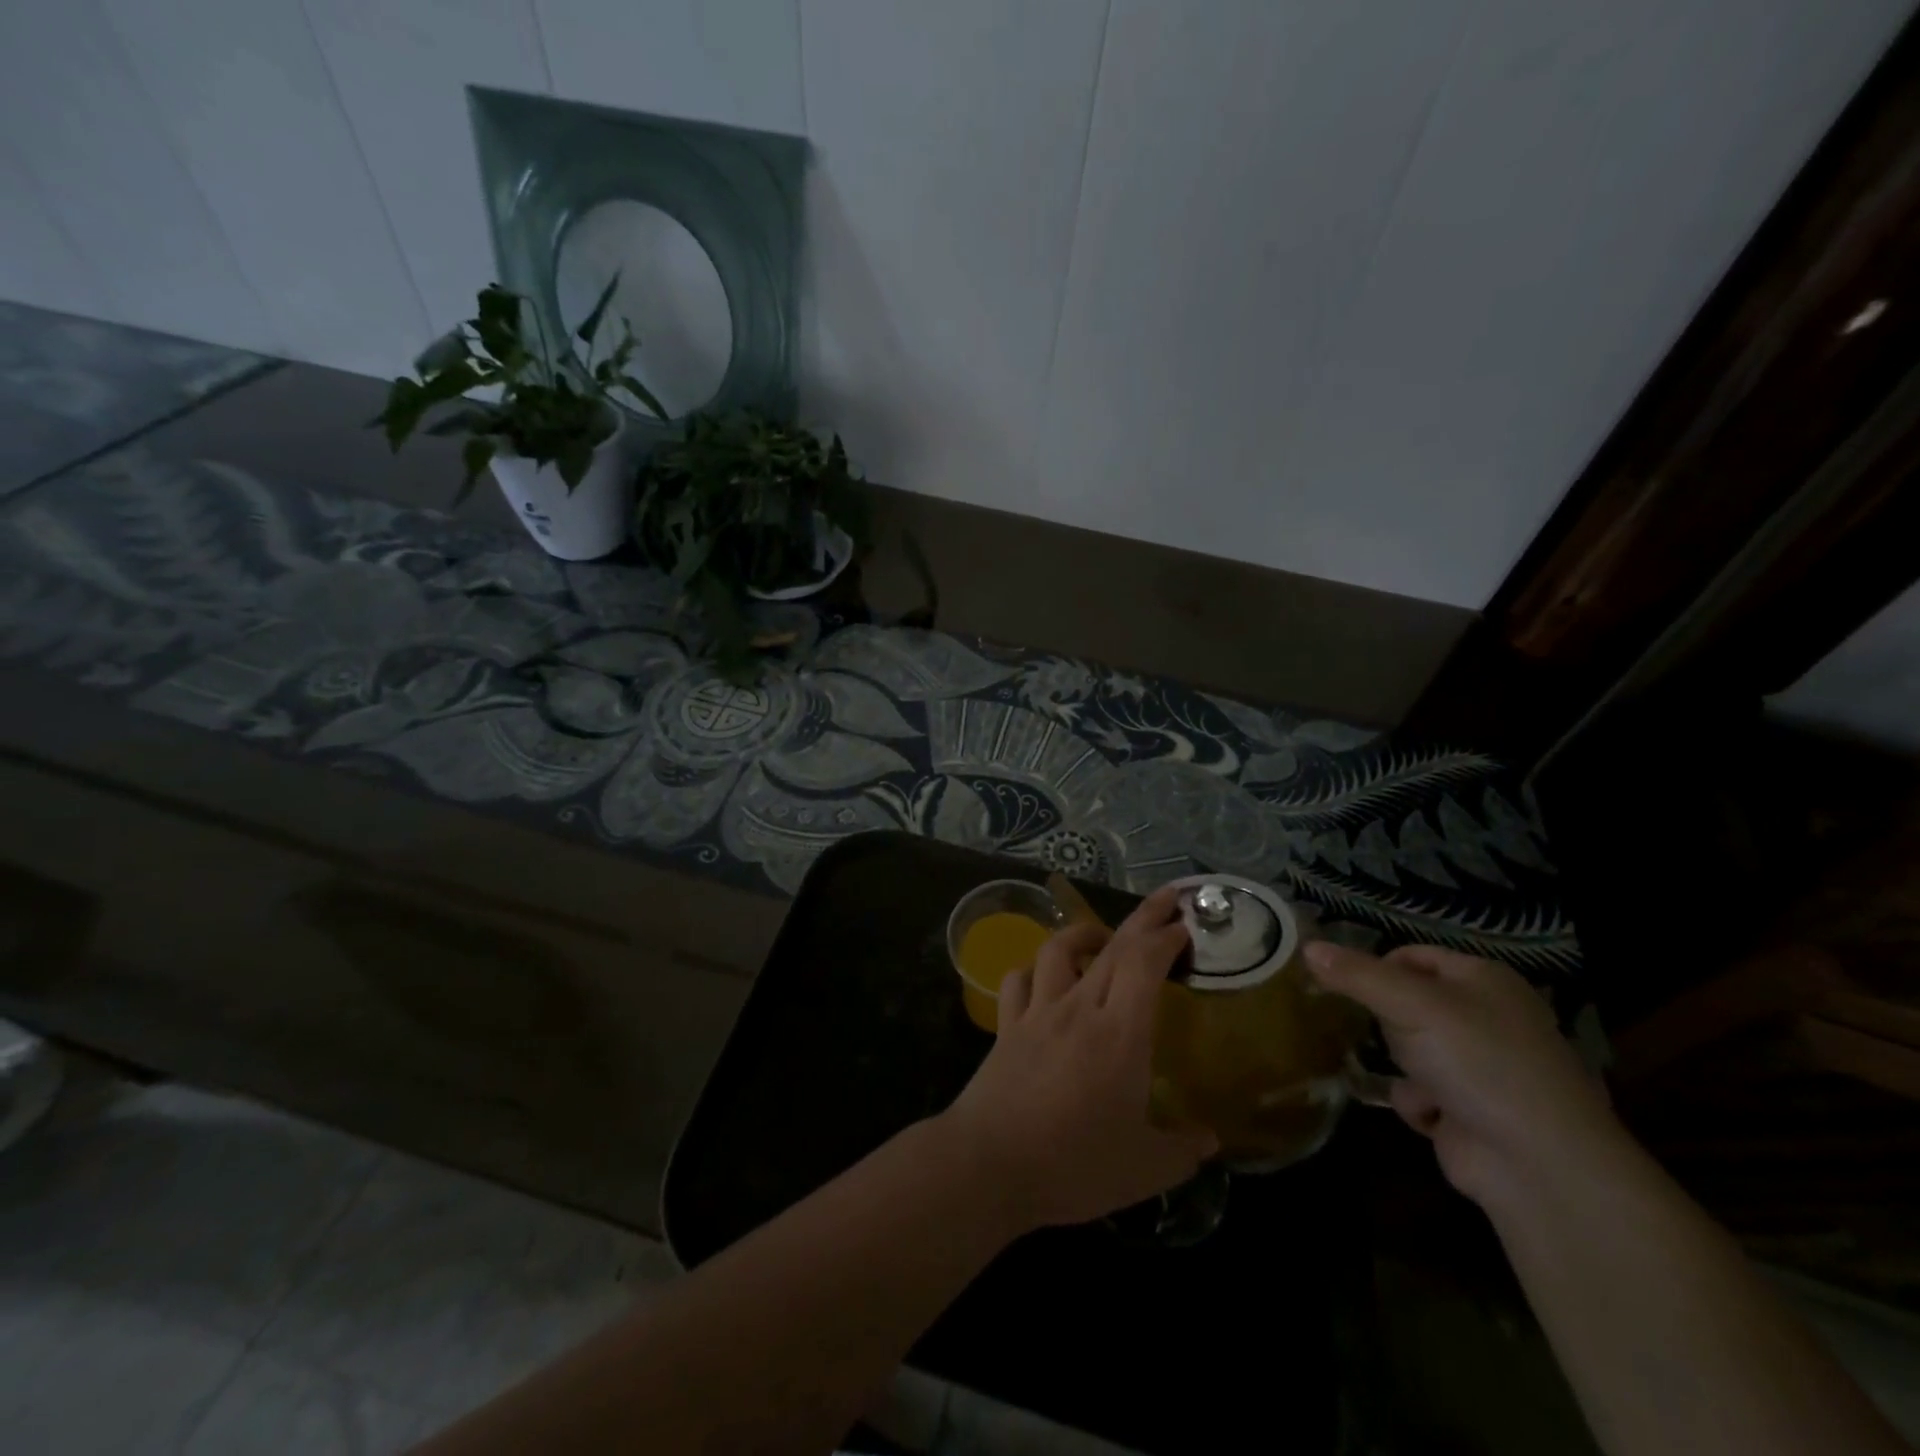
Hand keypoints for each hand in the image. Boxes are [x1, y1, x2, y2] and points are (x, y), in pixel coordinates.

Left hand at [939, 885, 1218, 1230]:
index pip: (1145, 963)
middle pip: (1112, 947)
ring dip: (1082, 933)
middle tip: (1166, 900)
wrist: (990, 1165)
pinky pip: (1018, 981)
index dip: (1166, 937)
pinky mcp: (1007, 1027)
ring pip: (1057, 950)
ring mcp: (1037, 1013)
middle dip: (1144, 918)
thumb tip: (1209, 1139)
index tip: (1185, 926)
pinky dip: (1033, 970)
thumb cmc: (1074, 1164)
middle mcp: (1078, 1009)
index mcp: (1119, 1034)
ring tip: (1101, 937)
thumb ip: (1182, 1150)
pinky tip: (1042, 977)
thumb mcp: (1145, 1169)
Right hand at [1304, 942, 1622, 1210]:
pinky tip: (1431, 1114)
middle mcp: (1484, 1017)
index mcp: (1483, 979)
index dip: (1377, 966)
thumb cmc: (1478, 1062)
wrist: (1539, 1164)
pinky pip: (1418, 1091)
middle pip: (1407, 1001)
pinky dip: (1417, 1101)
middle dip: (1389, 1021)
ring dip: (1402, 1064)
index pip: (1412, 955)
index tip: (1345, 984)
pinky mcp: (1468, 1109)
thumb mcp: (1410, 1004)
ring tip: (1411, 1076)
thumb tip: (1307, 947)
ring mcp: (1479, 1066)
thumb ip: (1356, 975)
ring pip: (1408, 1047)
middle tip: (1387, 1032)